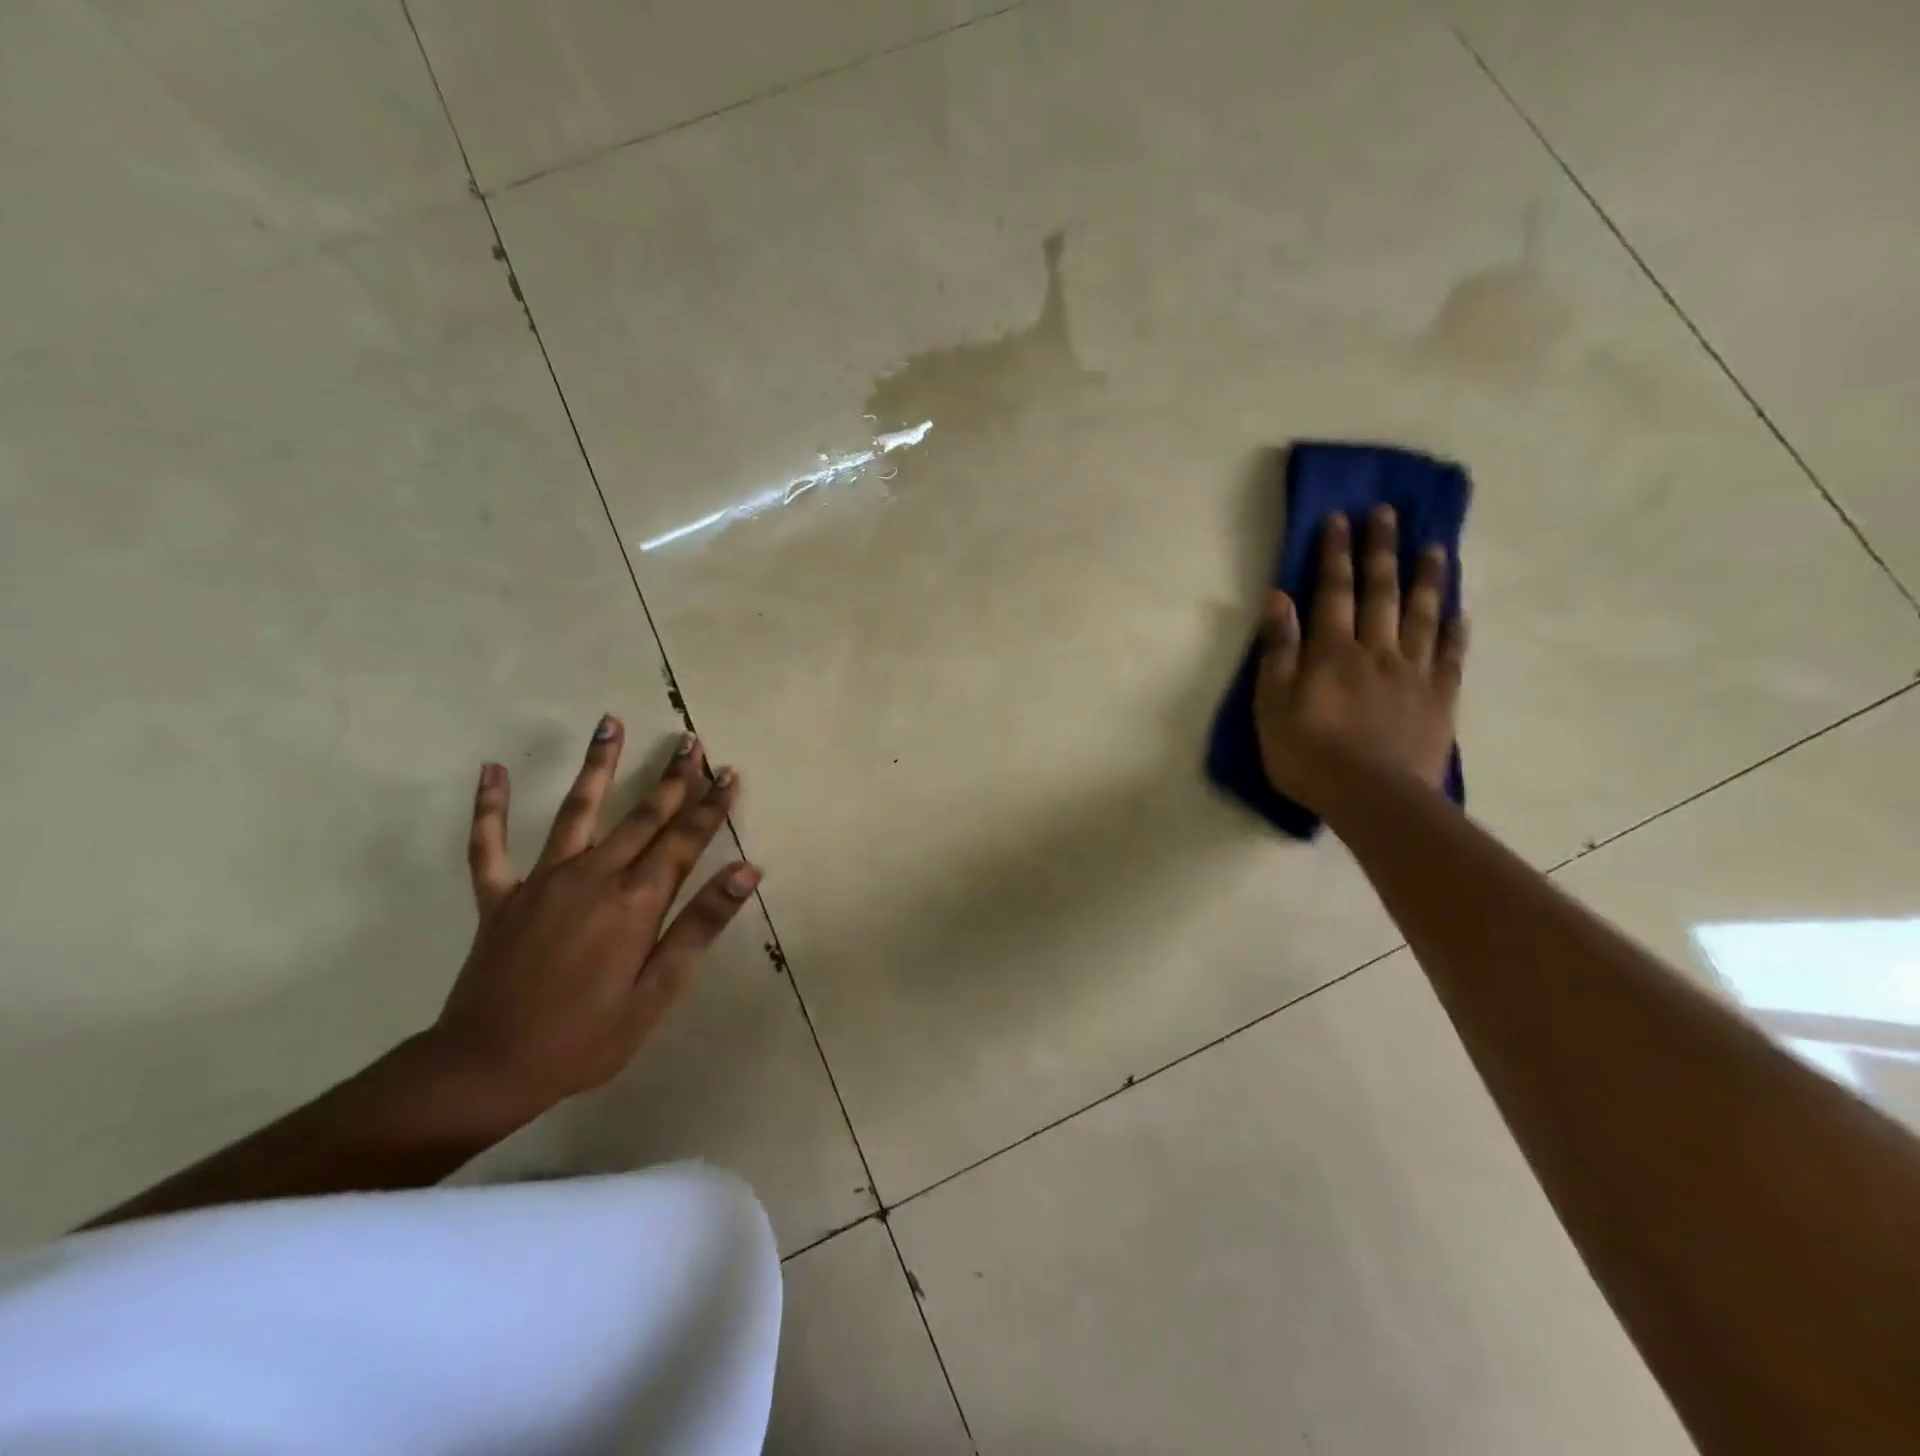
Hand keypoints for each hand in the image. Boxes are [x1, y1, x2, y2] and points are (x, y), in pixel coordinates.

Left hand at [430, 718, 759, 1122]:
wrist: (488, 1067)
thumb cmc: (587, 1037)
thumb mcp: (658, 991)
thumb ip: (700, 925)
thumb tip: (745, 871)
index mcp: (635, 901)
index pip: (684, 840)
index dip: (711, 805)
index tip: (730, 772)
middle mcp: (593, 876)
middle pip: (643, 815)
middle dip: (672, 777)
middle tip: (692, 741)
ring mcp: (543, 880)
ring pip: (577, 810)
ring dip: (597, 765)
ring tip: (610, 723)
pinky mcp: (500, 896)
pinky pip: (489, 845)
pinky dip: (490, 807)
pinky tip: (491, 769)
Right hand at [1254, 506, 1466, 815]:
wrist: (1371, 797)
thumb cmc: (1308, 752)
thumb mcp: (1272, 702)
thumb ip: (1278, 649)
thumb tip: (1278, 597)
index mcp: (1332, 651)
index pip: (1333, 591)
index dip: (1334, 553)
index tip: (1338, 518)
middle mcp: (1376, 650)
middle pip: (1380, 591)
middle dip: (1380, 550)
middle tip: (1386, 513)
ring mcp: (1413, 672)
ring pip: (1421, 614)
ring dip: (1425, 578)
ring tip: (1433, 546)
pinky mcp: (1439, 698)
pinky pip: (1450, 655)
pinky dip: (1454, 629)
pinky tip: (1458, 611)